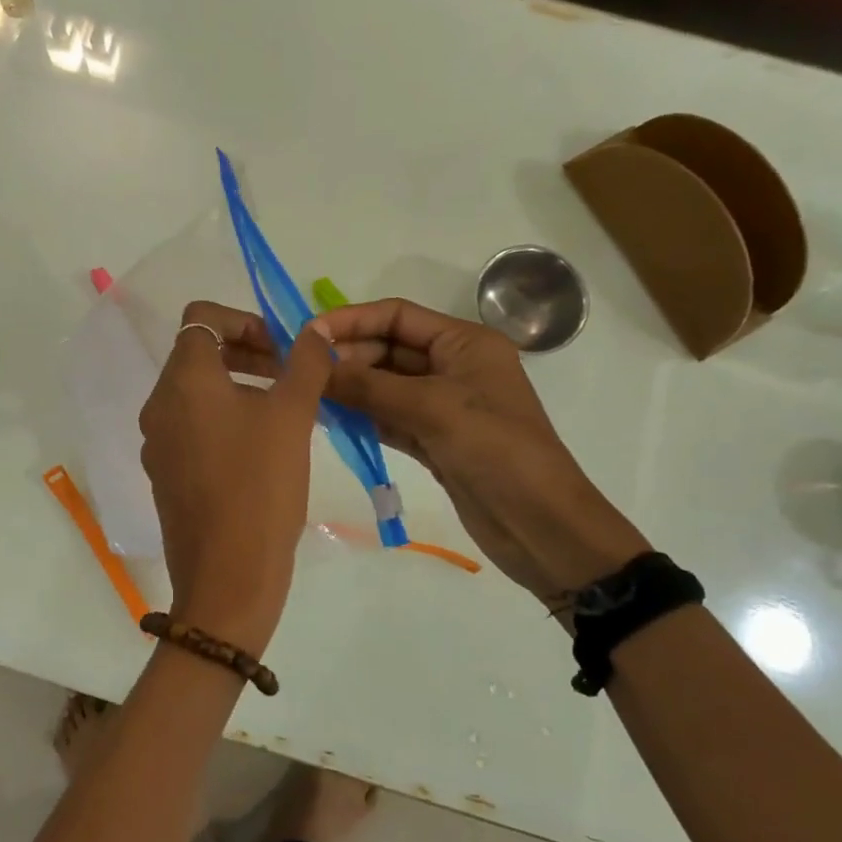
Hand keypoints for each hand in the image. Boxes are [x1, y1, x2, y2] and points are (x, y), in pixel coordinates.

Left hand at [138, 301, 333, 657]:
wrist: (227, 576)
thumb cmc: (260, 486)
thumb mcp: (292, 416)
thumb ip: (305, 364)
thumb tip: (313, 332)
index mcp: (183, 381)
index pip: (201, 318)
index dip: (244, 320)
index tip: (280, 349)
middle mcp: (159, 405)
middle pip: (198, 354)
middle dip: (246, 353)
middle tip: (290, 376)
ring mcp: (157, 442)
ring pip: (196, 393)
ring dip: (238, 387)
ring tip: (283, 413)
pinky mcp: (165, 474)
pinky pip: (192, 428)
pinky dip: (224, 421)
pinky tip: (261, 451)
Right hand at [310, 299, 647, 605]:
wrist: (541, 525)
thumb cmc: (496, 451)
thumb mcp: (432, 409)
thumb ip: (369, 385)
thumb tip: (314, 363)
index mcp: (465, 343)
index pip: (398, 316)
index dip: (351, 320)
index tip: (307, 335)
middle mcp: (453, 366)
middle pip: (388, 349)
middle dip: (347, 357)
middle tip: (300, 372)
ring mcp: (443, 405)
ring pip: (385, 385)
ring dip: (350, 387)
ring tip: (305, 393)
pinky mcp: (435, 440)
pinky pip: (389, 417)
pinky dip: (362, 416)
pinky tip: (328, 418)